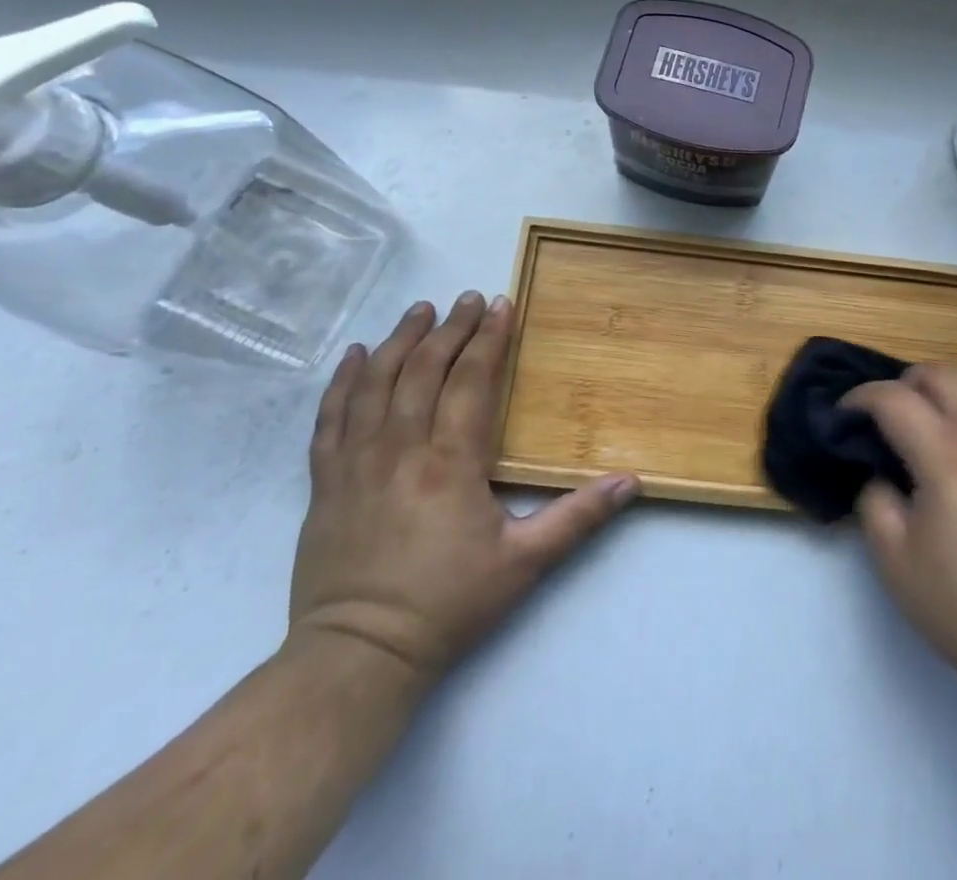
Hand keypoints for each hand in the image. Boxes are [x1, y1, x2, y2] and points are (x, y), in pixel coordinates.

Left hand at [288, 292, 639, 689]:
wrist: (358, 657)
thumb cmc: (447, 605)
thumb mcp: (524, 565)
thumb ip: (577, 518)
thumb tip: (631, 482)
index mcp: (451, 462)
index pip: (471, 380)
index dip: (488, 338)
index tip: (501, 304)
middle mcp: (401, 449)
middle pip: (424, 370)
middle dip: (450, 327)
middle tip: (468, 298)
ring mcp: (356, 462)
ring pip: (375, 382)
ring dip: (400, 340)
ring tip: (420, 309)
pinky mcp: (325, 482)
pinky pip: (330, 417)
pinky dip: (343, 380)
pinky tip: (356, 355)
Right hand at [847, 366, 956, 715]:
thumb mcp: (898, 565)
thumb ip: (876, 503)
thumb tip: (883, 475)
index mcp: (948, 456)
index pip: (894, 399)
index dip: (861, 398)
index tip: (845, 415)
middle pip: (941, 375)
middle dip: (904, 384)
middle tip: (888, 417)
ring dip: (948, 389)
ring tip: (933, 420)